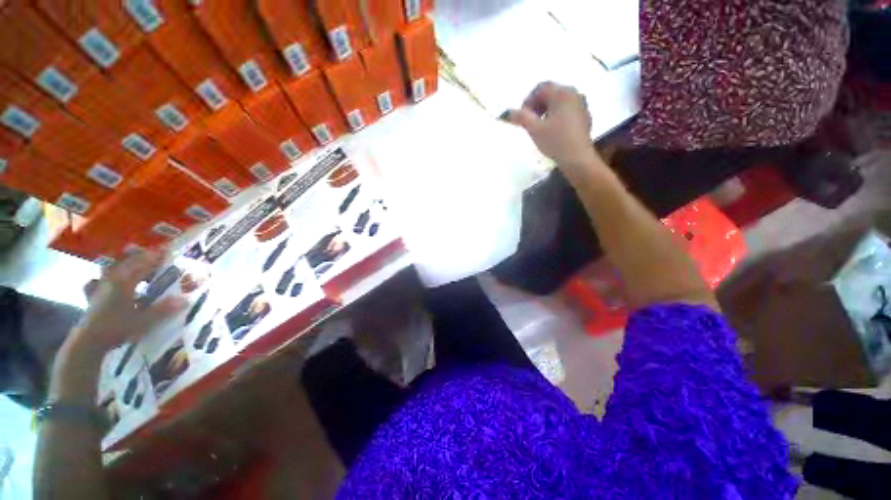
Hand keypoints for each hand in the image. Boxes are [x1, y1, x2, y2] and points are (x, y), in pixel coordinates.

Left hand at [73, 249, 183, 351]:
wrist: (88, 341)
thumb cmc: (116, 327)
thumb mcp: (143, 321)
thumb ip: (163, 310)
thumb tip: (186, 300)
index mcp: (125, 282)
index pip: (143, 265)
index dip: (155, 258)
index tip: (167, 251)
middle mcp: (112, 280)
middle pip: (127, 264)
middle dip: (140, 258)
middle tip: (153, 255)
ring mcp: (100, 288)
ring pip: (112, 270)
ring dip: (123, 265)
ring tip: (131, 264)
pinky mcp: (93, 296)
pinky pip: (99, 281)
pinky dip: (104, 278)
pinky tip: (104, 280)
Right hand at [505, 82, 598, 167]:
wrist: (577, 158)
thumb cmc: (555, 141)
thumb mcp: (534, 129)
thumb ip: (521, 118)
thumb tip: (506, 113)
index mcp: (562, 93)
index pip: (540, 88)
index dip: (528, 101)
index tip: (522, 116)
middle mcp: (573, 93)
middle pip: (551, 93)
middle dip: (537, 105)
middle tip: (529, 121)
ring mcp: (581, 104)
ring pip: (559, 101)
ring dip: (546, 110)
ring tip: (540, 127)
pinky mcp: (584, 116)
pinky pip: (567, 109)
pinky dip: (556, 115)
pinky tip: (552, 131)